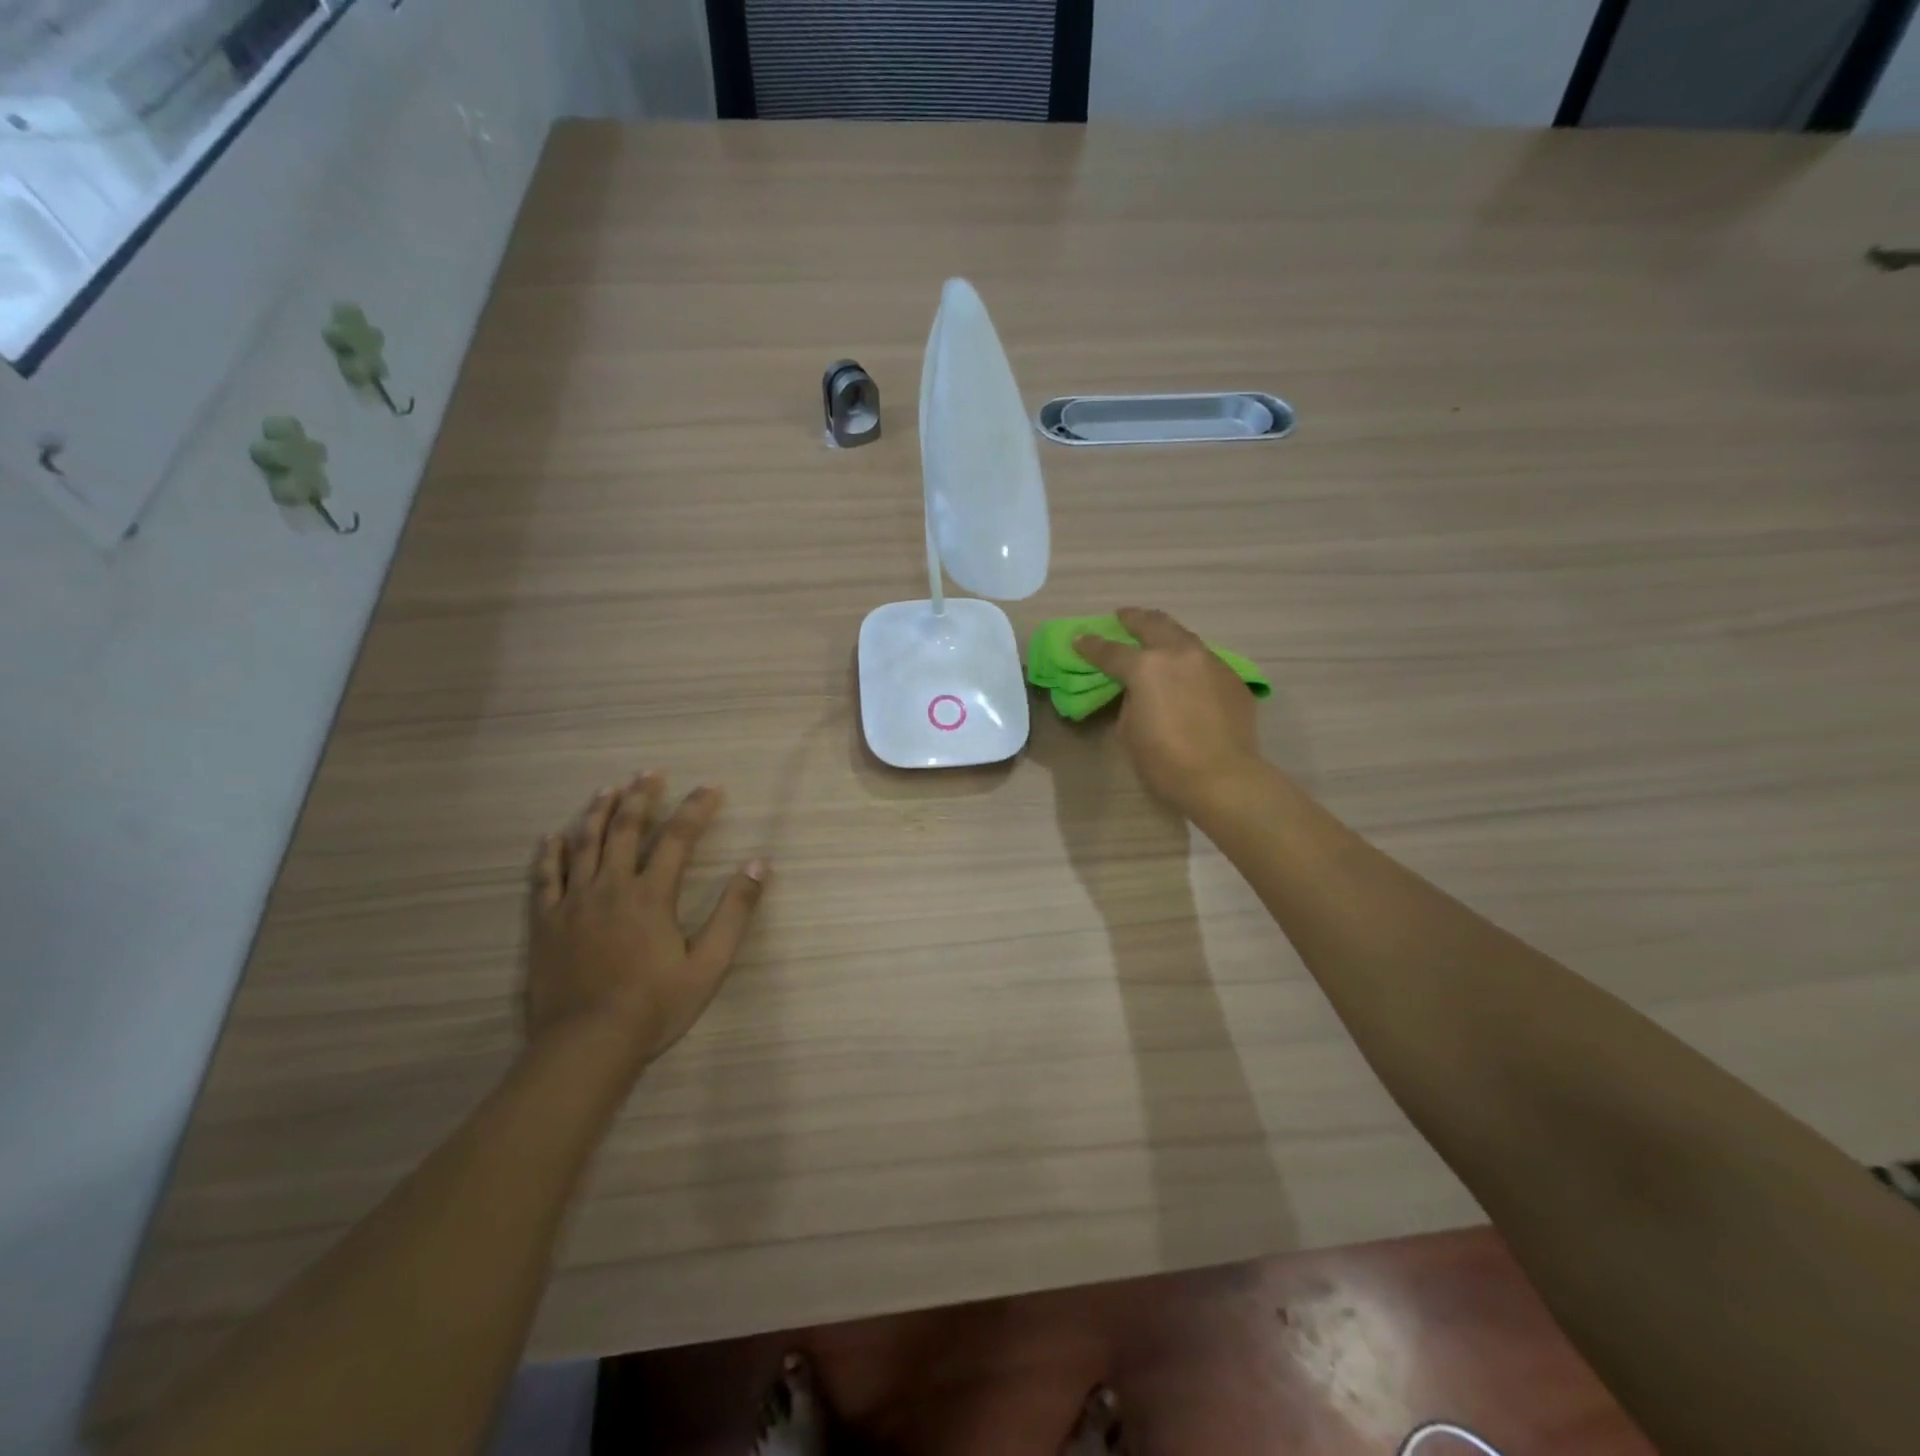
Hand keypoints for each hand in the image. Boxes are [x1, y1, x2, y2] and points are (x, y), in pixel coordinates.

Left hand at [527, 773, 766, 1072]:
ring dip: (598, 812)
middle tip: (649, 772)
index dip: (695, 809)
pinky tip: (553, 837)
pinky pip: (545, 878)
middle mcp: (611, 887)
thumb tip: (758, 864)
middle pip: (625, 829)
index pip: (678, 838)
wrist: (586, 1045)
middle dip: (641, 796)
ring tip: (608, 788)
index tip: (710, 787)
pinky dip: (550, 854)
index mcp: (651, 895)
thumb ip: (735, 911)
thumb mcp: (709, 964)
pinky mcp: (546, 923)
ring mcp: (574, 903)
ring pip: (584, 844)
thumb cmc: (654, 1006)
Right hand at [1075, 607, 1264, 817]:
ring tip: (1155, 634)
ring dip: (1165, 632)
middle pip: (1152, 624)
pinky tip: (1185, 670)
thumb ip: (1130, 700)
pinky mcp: (1232, 677)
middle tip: (1122, 616)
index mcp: (1145, 667)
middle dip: (1133, 618)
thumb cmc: (1165, 760)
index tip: (1079, 639)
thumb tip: (1139, 690)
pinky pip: (1205, 658)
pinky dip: (1188, 658)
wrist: (1222, 777)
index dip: (1091, 645)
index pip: (1110, 650)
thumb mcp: (1130, 730)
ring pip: (1183, 635)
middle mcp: (1178, 653)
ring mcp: (1210, 662)